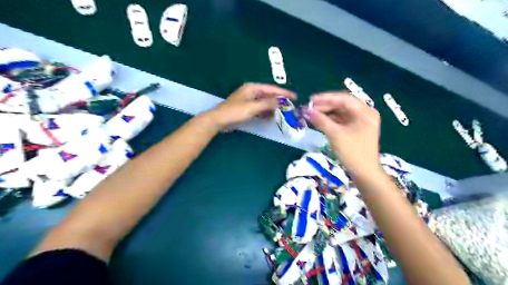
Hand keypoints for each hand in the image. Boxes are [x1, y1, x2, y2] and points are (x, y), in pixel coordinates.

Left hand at [207, 83, 295, 128]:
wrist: (219, 120)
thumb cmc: (235, 111)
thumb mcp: (253, 107)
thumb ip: (268, 103)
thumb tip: (281, 101)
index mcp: (253, 88)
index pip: (272, 89)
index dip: (284, 93)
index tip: (294, 97)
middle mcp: (252, 92)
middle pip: (269, 95)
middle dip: (279, 101)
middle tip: (290, 106)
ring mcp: (249, 101)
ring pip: (265, 103)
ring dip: (273, 107)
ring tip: (283, 113)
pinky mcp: (247, 109)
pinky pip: (260, 109)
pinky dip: (266, 112)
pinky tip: (272, 117)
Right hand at [305, 92, 380, 177]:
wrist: (364, 173)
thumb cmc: (353, 153)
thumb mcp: (336, 135)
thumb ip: (321, 121)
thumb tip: (307, 110)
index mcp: (365, 112)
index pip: (344, 99)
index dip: (326, 98)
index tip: (311, 100)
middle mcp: (364, 114)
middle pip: (342, 105)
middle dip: (324, 106)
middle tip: (309, 108)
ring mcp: (360, 122)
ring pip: (340, 113)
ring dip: (326, 113)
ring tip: (311, 115)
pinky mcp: (355, 129)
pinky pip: (341, 121)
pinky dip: (330, 121)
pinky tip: (319, 121)